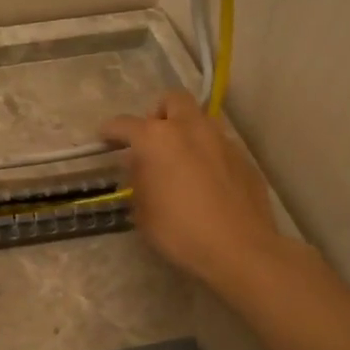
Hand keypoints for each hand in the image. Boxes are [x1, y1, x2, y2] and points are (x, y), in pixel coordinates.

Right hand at [99, 90, 298, 294]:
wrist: (240, 249)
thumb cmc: (179, 231)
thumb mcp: (142, 211)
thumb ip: (138, 180)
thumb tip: (140, 165)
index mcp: (157, 139)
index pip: (124, 124)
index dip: (110, 131)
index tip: (105, 139)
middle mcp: (190, 129)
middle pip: (172, 100)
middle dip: (159, 114)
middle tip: (153, 140)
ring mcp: (222, 140)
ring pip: (200, 119)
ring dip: (186, 131)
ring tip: (180, 160)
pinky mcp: (244, 158)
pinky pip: (220, 144)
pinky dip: (208, 153)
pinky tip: (207, 181)